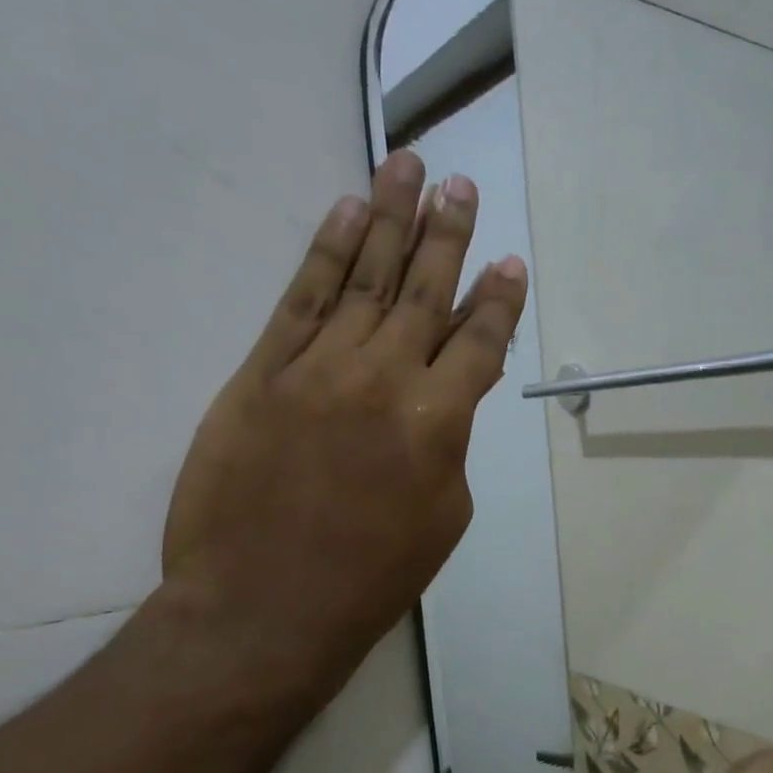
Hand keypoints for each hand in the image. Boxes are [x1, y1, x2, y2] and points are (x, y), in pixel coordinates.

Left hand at [159, 150, 526, 707]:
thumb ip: (449, 445)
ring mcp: (318, 368)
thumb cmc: (373, 575)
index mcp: (439, 423)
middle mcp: (385, 379)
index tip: (510, 262)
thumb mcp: (444, 515)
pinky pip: (300, 298)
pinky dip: (324, 251)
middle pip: (423, 291)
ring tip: (406, 166)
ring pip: (363, 278)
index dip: (498, 300)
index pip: (479, 343)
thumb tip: (441, 401)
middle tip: (461, 184)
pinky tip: (345, 211)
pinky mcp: (262, 371)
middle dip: (447, 234)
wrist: (265, 606)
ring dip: (388, 219)